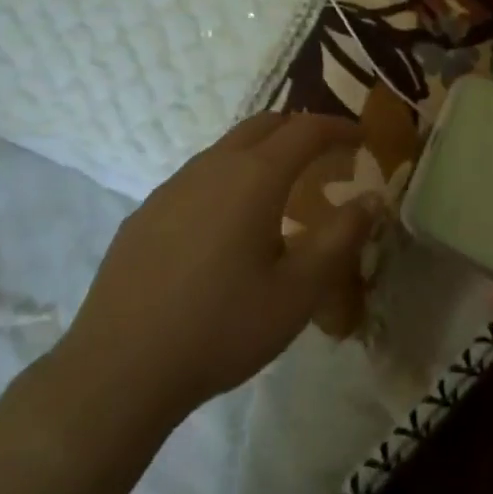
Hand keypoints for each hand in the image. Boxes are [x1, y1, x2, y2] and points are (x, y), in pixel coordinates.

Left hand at [50, 113, 373, 434]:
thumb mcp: (298, 291)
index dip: (338, 128)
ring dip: (262, 154)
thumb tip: (373, 199)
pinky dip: (229, 179)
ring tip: (280, 194)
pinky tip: (226, 227)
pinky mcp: (146, 212)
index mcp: (254, 177)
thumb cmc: (221, 327)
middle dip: (300, 131)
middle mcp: (212, 166)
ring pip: (227, 148)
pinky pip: (198, 177)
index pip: (306, 129)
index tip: (362, 138)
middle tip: (325, 159)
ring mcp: (173, 186)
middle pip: (264, 125)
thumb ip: (341, 238)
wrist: (119, 368)